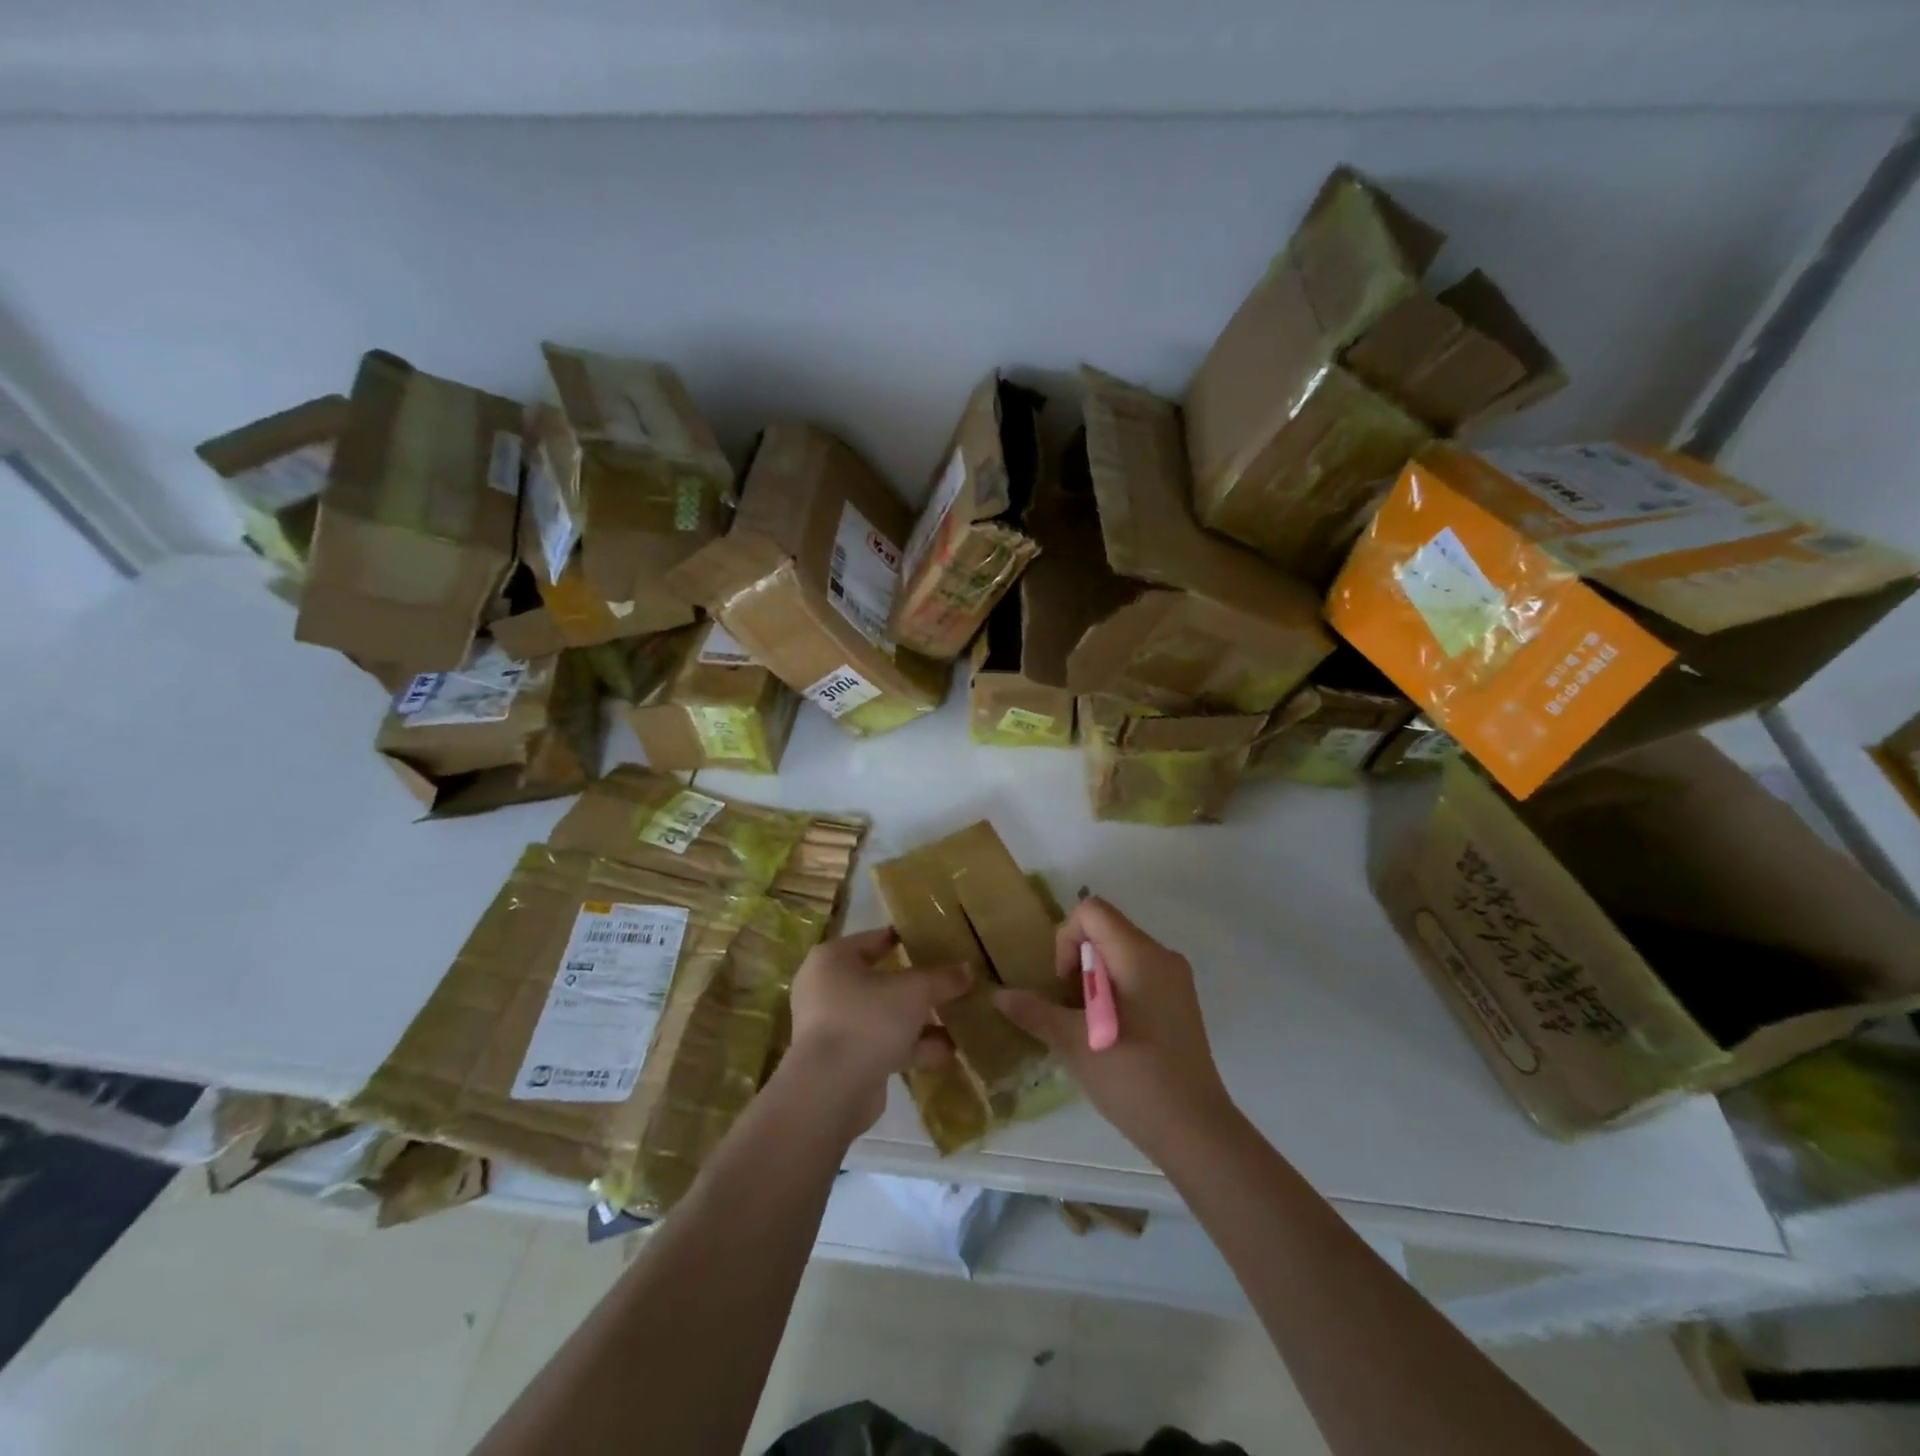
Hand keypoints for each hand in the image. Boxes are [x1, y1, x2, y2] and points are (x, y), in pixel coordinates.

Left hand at [786, 927, 971, 1138]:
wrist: (831, 1091)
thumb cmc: (867, 1020)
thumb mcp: (914, 991)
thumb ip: (942, 978)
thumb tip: (968, 969)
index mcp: (834, 959)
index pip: (877, 938)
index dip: (909, 939)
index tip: (940, 942)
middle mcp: (829, 988)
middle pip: (883, 979)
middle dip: (920, 985)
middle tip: (954, 981)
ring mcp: (836, 1027)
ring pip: (886, 1015)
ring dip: (921, 1020)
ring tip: (961, 1018)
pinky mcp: (846, 1060)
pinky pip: (885, 1044)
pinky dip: (913, 1047)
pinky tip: (949, 1051)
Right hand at [994, 896, 1235, 1161]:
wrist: (1195, 1131)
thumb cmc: (1133, 1077)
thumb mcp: (1073, 1043)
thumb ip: (1034, 1012)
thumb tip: (998, 995)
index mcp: (1139, 954)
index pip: (1092, 910)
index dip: (1067, 937)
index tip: (1064, 982)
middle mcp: (1162, 956)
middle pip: (1106, 930)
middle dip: (1078, 960)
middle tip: (1069, 1008)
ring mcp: (1175, 980)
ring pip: (1120, 955)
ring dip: (1094, 979)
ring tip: (1086, 1024)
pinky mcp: (1180, 1004)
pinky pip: (1137, 976)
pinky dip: (1114, 991)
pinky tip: (1108, 1034)